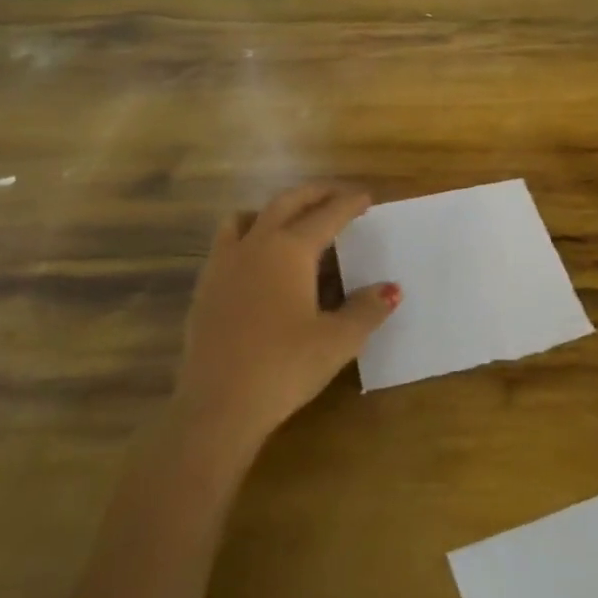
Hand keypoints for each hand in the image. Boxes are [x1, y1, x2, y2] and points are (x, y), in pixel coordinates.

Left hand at [175, 184, 398, 458]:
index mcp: (290, 250)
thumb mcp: (338, 340)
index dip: (348, 203)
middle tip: (337, 194)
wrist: (218, 404)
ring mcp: (224, 264)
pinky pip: (227, 243)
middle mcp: (255, 245)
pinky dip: (249, 235)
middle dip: (314, 194)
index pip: (326, 215)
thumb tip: (390, 289)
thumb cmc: (285, 367)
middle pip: (286, 203)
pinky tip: (259, 261)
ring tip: (292, 220)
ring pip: (248, 217)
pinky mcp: (206, 287)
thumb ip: (366, 310)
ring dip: (274, 210)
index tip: (365, 197)